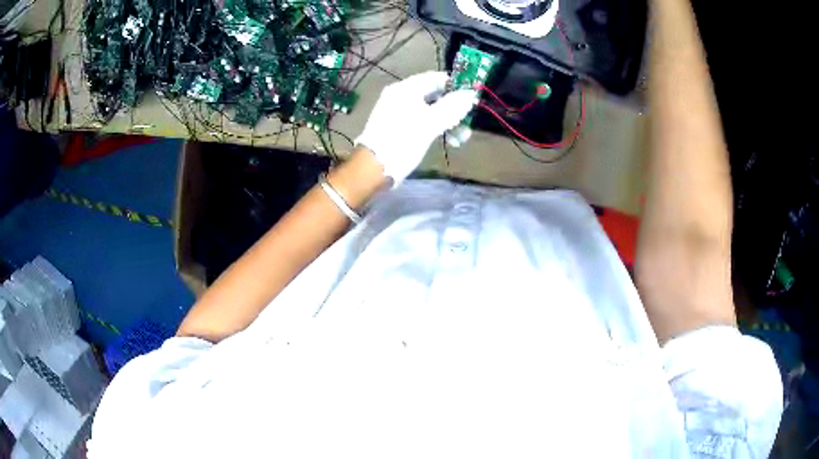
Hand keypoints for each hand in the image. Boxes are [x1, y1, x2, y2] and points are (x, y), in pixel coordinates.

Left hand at [355, 71, 477, 185]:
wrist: (373, 168)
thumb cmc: (403, 141)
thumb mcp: (431, 123)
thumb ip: (452, 107)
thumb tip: (470, 94)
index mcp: (406, 89)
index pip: (437, 78)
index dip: (456, 86)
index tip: (473, 99)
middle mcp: (402, 95)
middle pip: (436, 95)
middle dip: (455, 109)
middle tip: (469, 123)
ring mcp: (399, 111)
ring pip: (431, 110)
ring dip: (449, 121)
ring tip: (462, 138)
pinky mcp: (399, 127)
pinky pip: (423, 121)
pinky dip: (437, 128)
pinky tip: (450, 141)